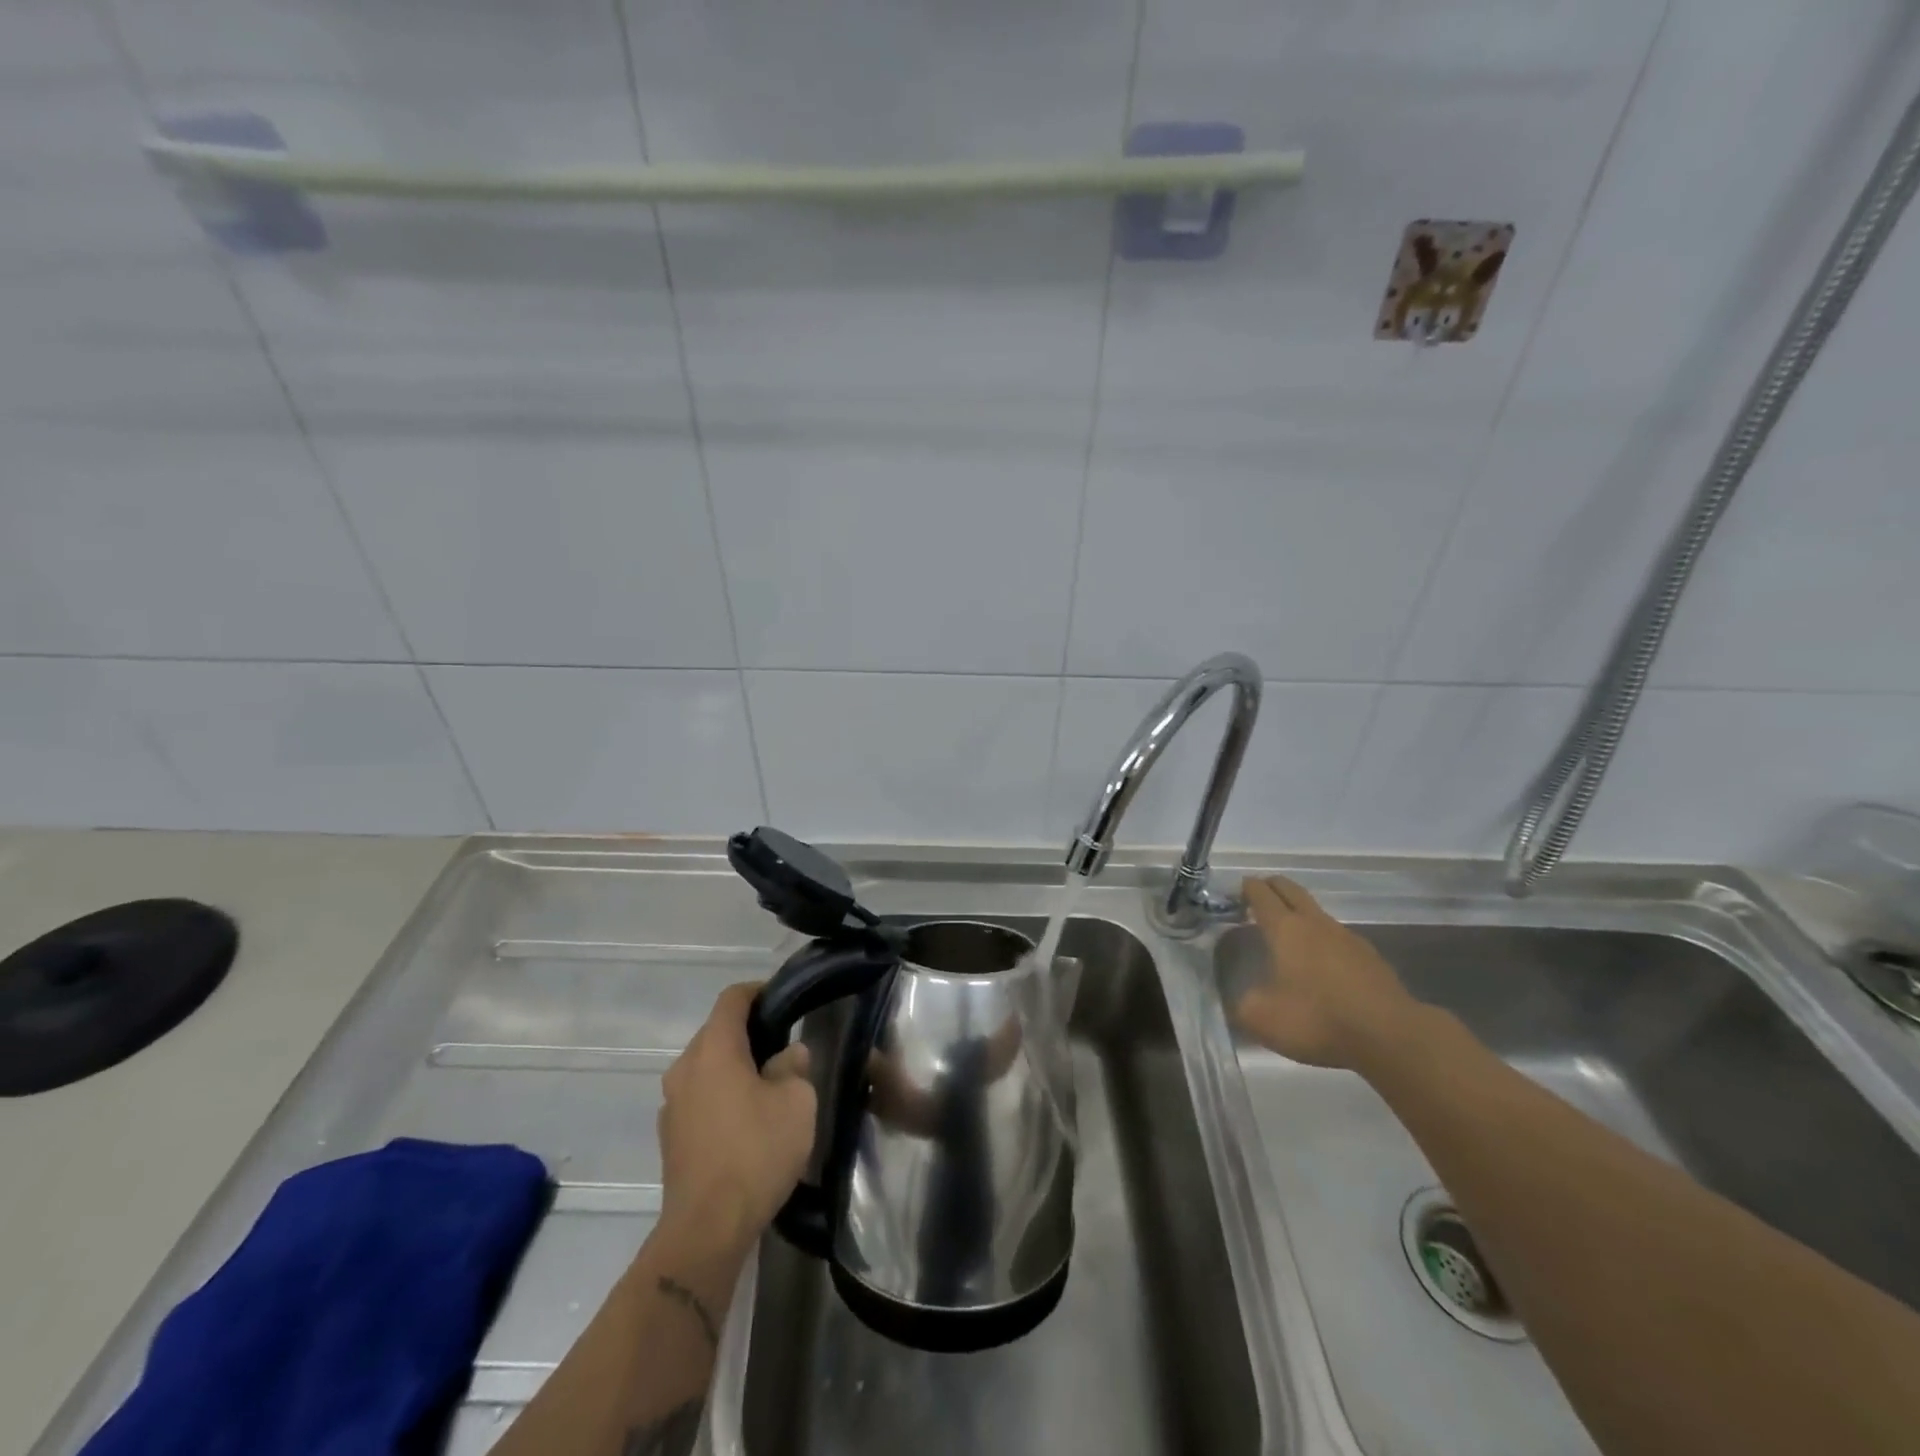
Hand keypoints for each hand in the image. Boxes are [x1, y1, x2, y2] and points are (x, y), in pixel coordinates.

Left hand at [658, 982, 816, 1245]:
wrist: (706, 1228)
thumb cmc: (756, 1152)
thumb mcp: (796, 1102)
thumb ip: (793, 1067)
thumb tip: (788, 1055)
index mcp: (714, 1049)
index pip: (732, 999)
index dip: (758, 991)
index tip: (783, 999)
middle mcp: (685, 1067)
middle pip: (717, 1032)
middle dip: (749, 1032)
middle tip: (784, 1044)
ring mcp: (672, 1103)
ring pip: (707, 1066)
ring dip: (734, 1066)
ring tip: (768, 1084)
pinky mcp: (670, 1136)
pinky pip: (699, 1096)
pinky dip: (721, 1095)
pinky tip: (746, 1120)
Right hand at [1234, 875, 1422, 1069]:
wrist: (1391, 1036)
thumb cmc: (1317, 1019)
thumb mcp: (1263, 1019)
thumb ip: (1243, 1004)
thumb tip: (1243, 1000)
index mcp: (1285, 929)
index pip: (1261, 893)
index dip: (1247, 888)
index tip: (1237, 891)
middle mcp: (1315, 923)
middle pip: (1291, 890)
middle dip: (1273, 887)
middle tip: (1259, 896)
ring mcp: (1347, 938)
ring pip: (1317, 913)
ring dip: (1299, 915)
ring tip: (1288, 934)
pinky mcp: (1371, 958)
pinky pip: (1338, 938)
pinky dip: (1323, 941)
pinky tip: (1322, 964)